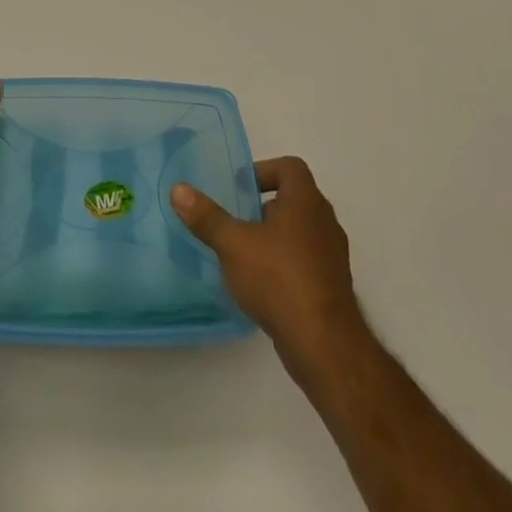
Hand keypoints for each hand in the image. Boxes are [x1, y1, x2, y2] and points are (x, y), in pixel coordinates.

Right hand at [172, 157, 364, 363]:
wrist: (323, 344)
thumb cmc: (278, 278)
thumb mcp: (233, 244)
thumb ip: (206, 216)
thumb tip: (178, 189)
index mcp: (305, 200)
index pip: (290, 167)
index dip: (264, 170)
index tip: (240, 188)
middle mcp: (324, 221)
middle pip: (295, 198)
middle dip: (265, 205)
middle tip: (237, 218)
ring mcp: (333, 255)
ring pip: (302, 231)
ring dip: (276, 235)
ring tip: (245, 251)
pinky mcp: (333, 285)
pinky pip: (307, 260)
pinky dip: (286, 262)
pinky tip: (263, 283)